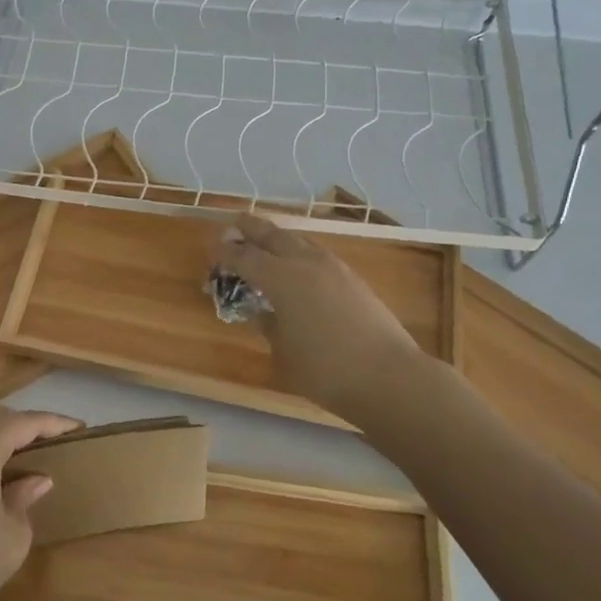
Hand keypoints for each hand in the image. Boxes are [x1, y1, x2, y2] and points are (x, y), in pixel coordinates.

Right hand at [212, 212, 419, 419]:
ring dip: (279, 238)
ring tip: (267, 241)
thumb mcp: (283, 352)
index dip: (226, 253)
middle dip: (251, 229)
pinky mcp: (354, 280)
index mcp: (281, 278)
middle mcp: (305, 263)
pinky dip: (300, 252)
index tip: (212, 249)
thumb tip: (262, 312)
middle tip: (235, 224)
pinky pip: (317, 254)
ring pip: (299, 241)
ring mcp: (334, 269)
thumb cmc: (325, 370)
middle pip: (273, 236)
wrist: (388, 377)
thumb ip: (269, 326)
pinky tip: (300, 264)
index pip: (245, 257)